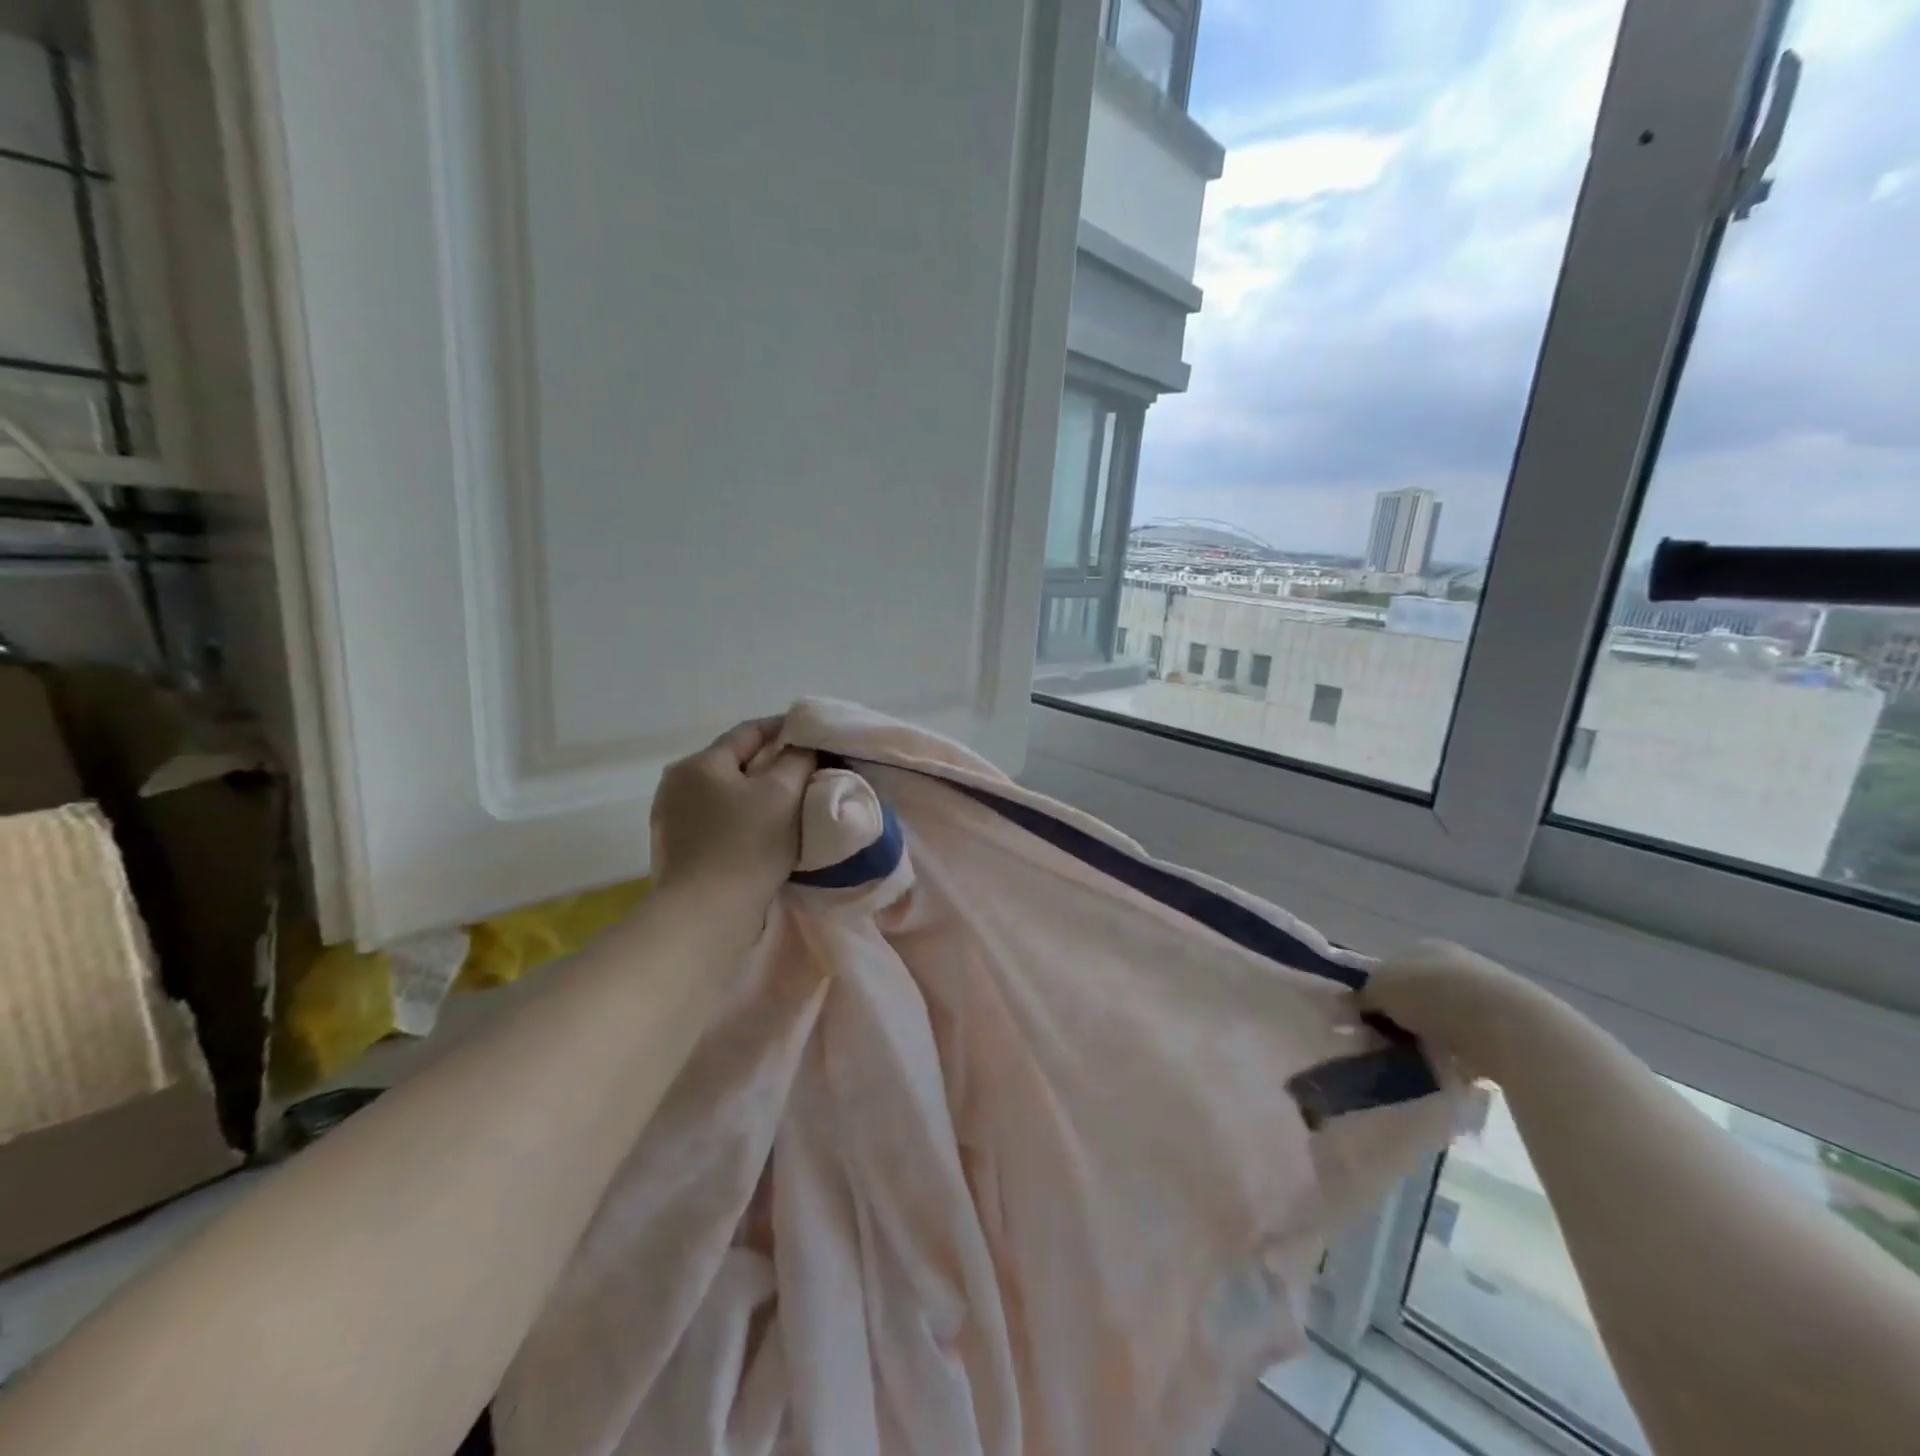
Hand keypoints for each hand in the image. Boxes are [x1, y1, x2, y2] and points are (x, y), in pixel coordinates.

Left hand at [651, 719, 815, 907]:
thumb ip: (797, 760)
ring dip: (753, 793)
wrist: (705, 914)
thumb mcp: (783, 794)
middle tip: (805, 771)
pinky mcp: (673, 847)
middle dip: (769, 763)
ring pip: (723, 792)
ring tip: (785, 804)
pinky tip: (758, 832)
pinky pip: (714, 819)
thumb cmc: (747, 846)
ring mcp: (670, 817)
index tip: (813, 735)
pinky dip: (738, 817)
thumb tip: (802, 747)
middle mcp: (676, 783)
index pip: (749, 732)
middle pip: (733, 762)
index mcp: (700, 763)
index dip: (784, 728)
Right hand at [1359, 941, 1562, 1083]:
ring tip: (1419, 1058)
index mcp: (1424, 946)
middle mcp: (1455, 963)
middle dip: (1407, 1014)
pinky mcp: (1509, 1026)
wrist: (1504, 1025)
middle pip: (1420, 991)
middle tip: (1390, 1039)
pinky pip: (1472, 1042)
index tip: (1369, 1016)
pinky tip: (1451, 1066)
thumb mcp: (1379, 989)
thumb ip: (1362, 996)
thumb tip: (1349, 1005)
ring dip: (1434, 1035)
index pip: (1393, 966)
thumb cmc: (1431, 994)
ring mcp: (1486, 993)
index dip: (1378, 990)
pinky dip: (1461, 1054)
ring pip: (1446, 1017)